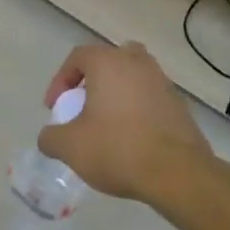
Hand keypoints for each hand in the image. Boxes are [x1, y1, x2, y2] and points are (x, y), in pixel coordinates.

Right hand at [36, 42, 209, 202]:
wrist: (177, 173)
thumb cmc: (117, 149)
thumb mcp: (70, 147)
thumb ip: (50, 137)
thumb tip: (49, 136)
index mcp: (110, 63)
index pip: (78, 56)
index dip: (60, 80)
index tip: (55, 108)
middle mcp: (139, 64)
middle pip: (110, 60)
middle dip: (93, 80)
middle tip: (84, 106)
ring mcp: (163, 83)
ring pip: (133, 78)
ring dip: (117, 95)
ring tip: (106, 125)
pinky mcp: (180, 105)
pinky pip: (150, 98)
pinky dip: (137, 110)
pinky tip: (130, 139)